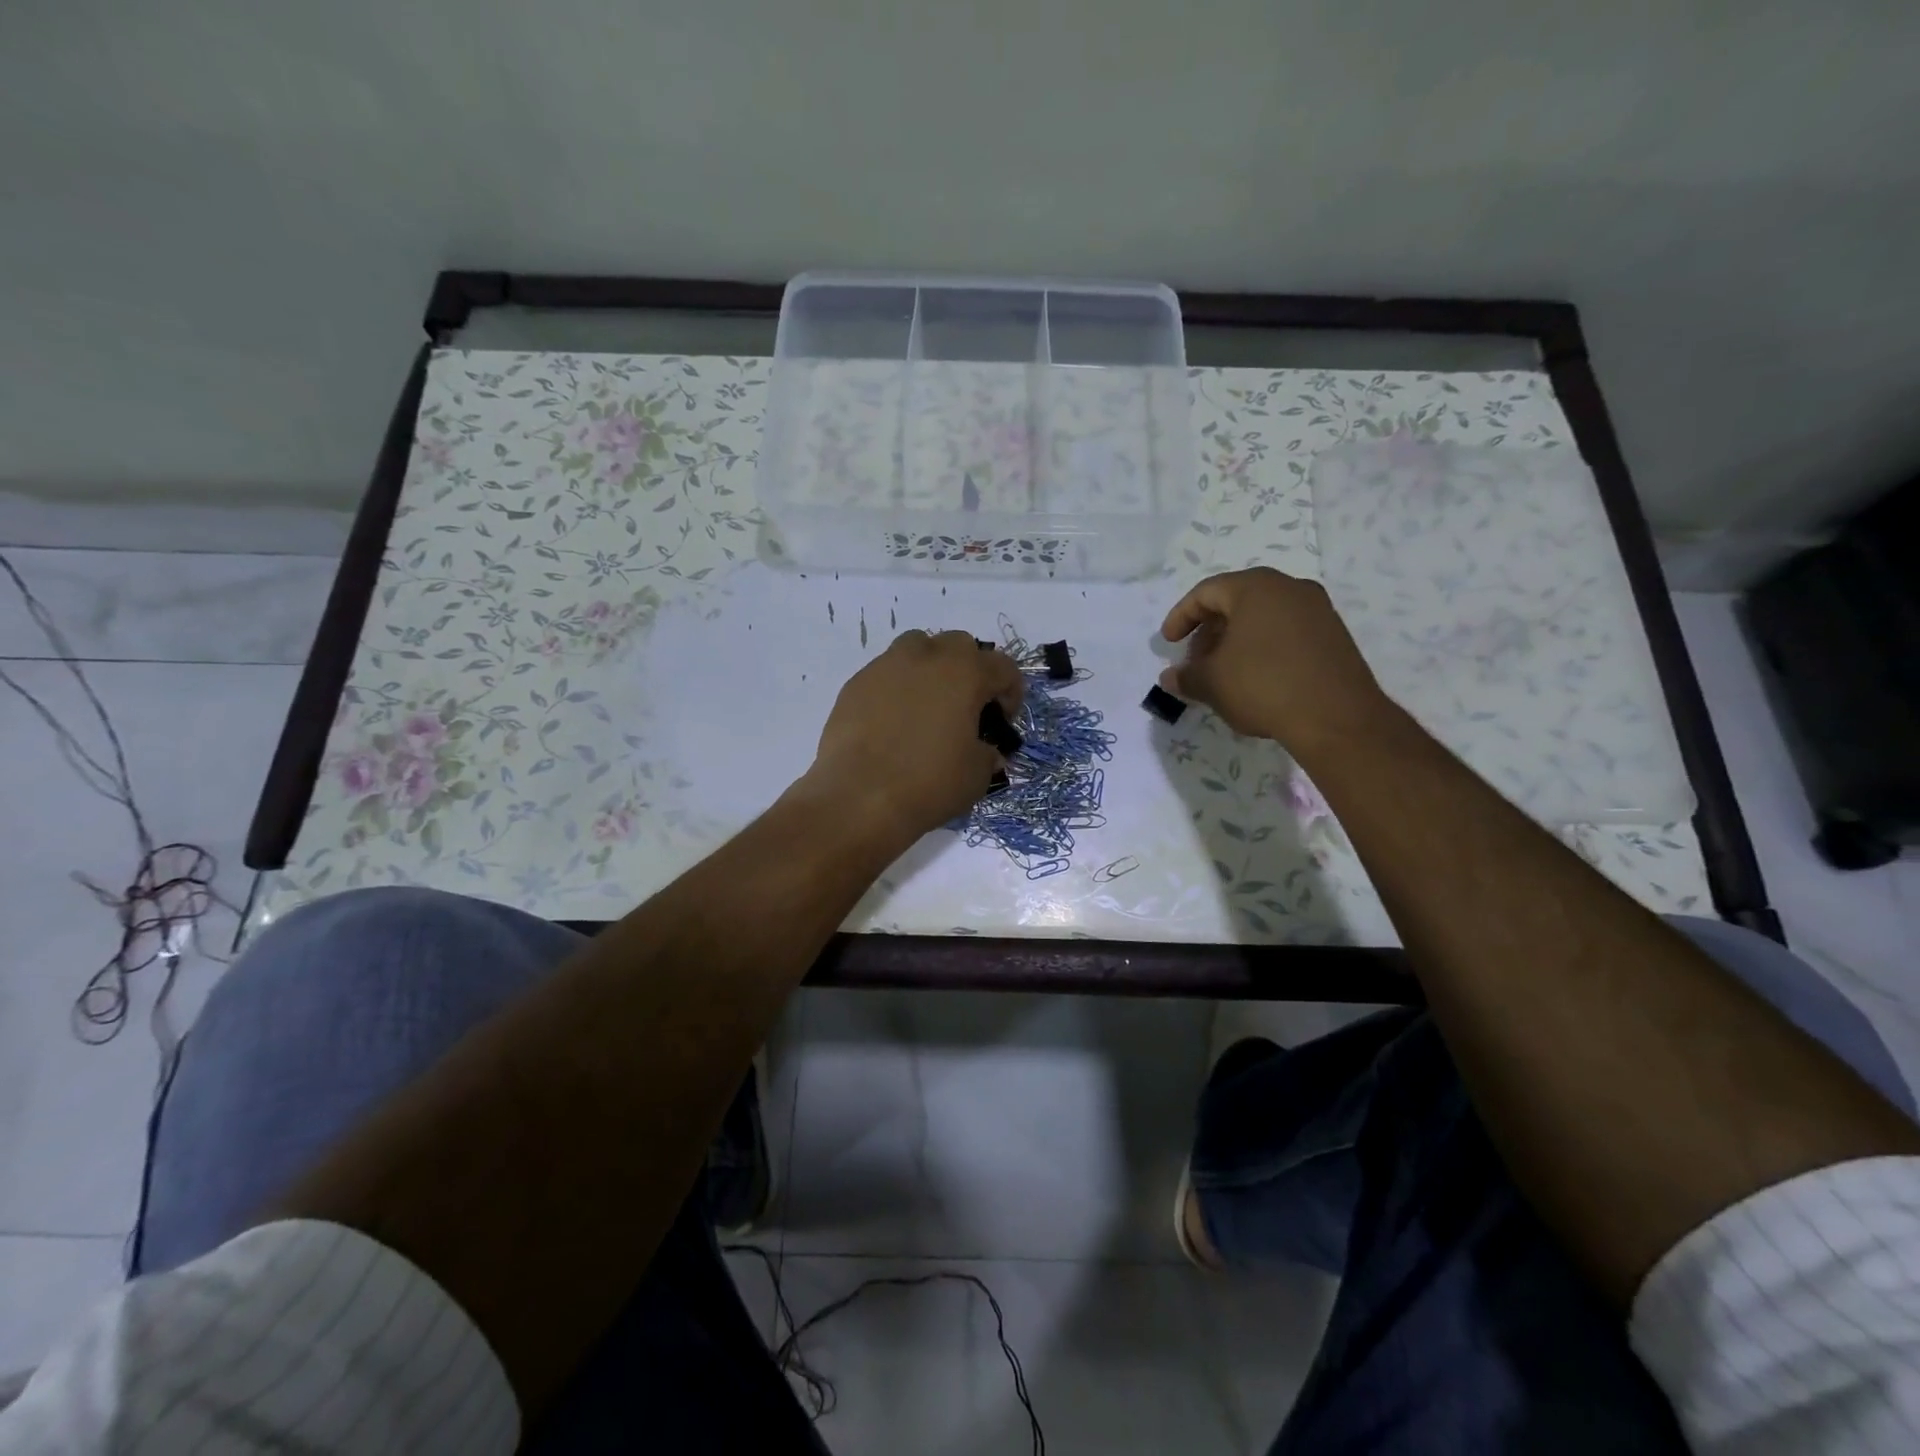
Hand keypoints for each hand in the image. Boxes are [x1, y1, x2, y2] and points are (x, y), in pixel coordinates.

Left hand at [803, 630, 1025, 846]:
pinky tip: (893, 724)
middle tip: (966, 708)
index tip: (1002, 722)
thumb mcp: (977, 775)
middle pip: (958, 645)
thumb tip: (985, 752)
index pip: (1003, 667)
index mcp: (965, 673)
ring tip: (928, 706)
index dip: (1010, 693)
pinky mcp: (855, 684)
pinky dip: (897, 689)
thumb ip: (987, 754)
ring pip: (917, 648)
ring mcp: (885, 666)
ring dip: (930, 668)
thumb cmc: (929, 783)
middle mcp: (926, 657)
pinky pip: (885, 674)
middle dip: (970, 670)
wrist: (858, 798)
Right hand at [1159, 568, 1391, 756]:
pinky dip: (1263, 647)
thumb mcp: (1211, 683)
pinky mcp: (1334, 635)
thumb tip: (1169, 677)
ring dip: (1236, 640)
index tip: (1168, 643)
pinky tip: (1255, 678)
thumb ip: (1185, 676)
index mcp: (1255, 588)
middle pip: (1236, 601)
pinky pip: (1287, 632)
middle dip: (1209, 630)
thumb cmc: (1263, 686)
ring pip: (1263, 617)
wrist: (1336, 717)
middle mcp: (1290, 588)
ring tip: (1223, 672)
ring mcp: (1317, 610)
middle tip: (1196, 661)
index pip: (1206, 592)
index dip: (1181, 617)